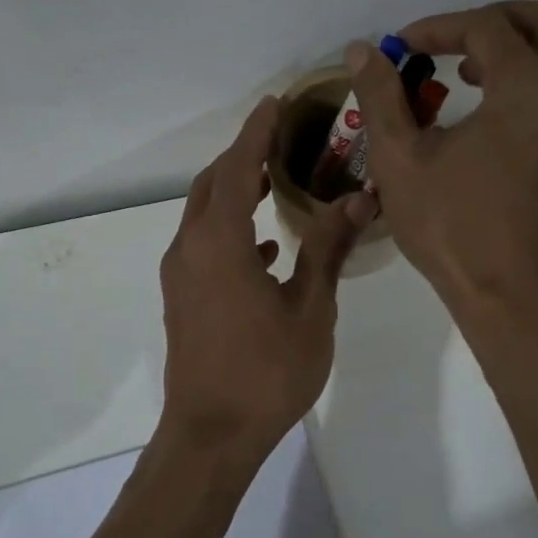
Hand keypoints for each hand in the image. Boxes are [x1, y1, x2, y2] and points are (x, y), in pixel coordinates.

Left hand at [158, 96, 373, 462]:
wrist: (211, 434)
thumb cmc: (266, 372)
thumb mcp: (310, 309)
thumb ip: (328, 249)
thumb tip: (358, 200)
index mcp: (219, 242)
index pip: (235, 169)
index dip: (255, 133)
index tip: (273, 103)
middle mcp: (190, 248)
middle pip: (211, 185)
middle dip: (241, 157)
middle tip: (277, 138)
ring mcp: (180, 275)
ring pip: (203, 214)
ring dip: (233, 191)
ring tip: (272, 182)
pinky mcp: (182, 297)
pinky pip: (203, 244)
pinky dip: (229, 229)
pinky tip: (265, 249)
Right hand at [347, 0, 537, 316]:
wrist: (507, 294)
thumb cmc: (451, 225)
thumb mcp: (400, 157)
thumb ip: (381, 95)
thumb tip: (362, 50)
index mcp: (529, 89)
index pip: (487, 29)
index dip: (439, 28)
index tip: (402, 48)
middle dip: (498, 19)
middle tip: (453, 40)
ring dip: (517, 50)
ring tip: (467, 75)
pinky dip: (530, 84)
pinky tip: (488, 119)